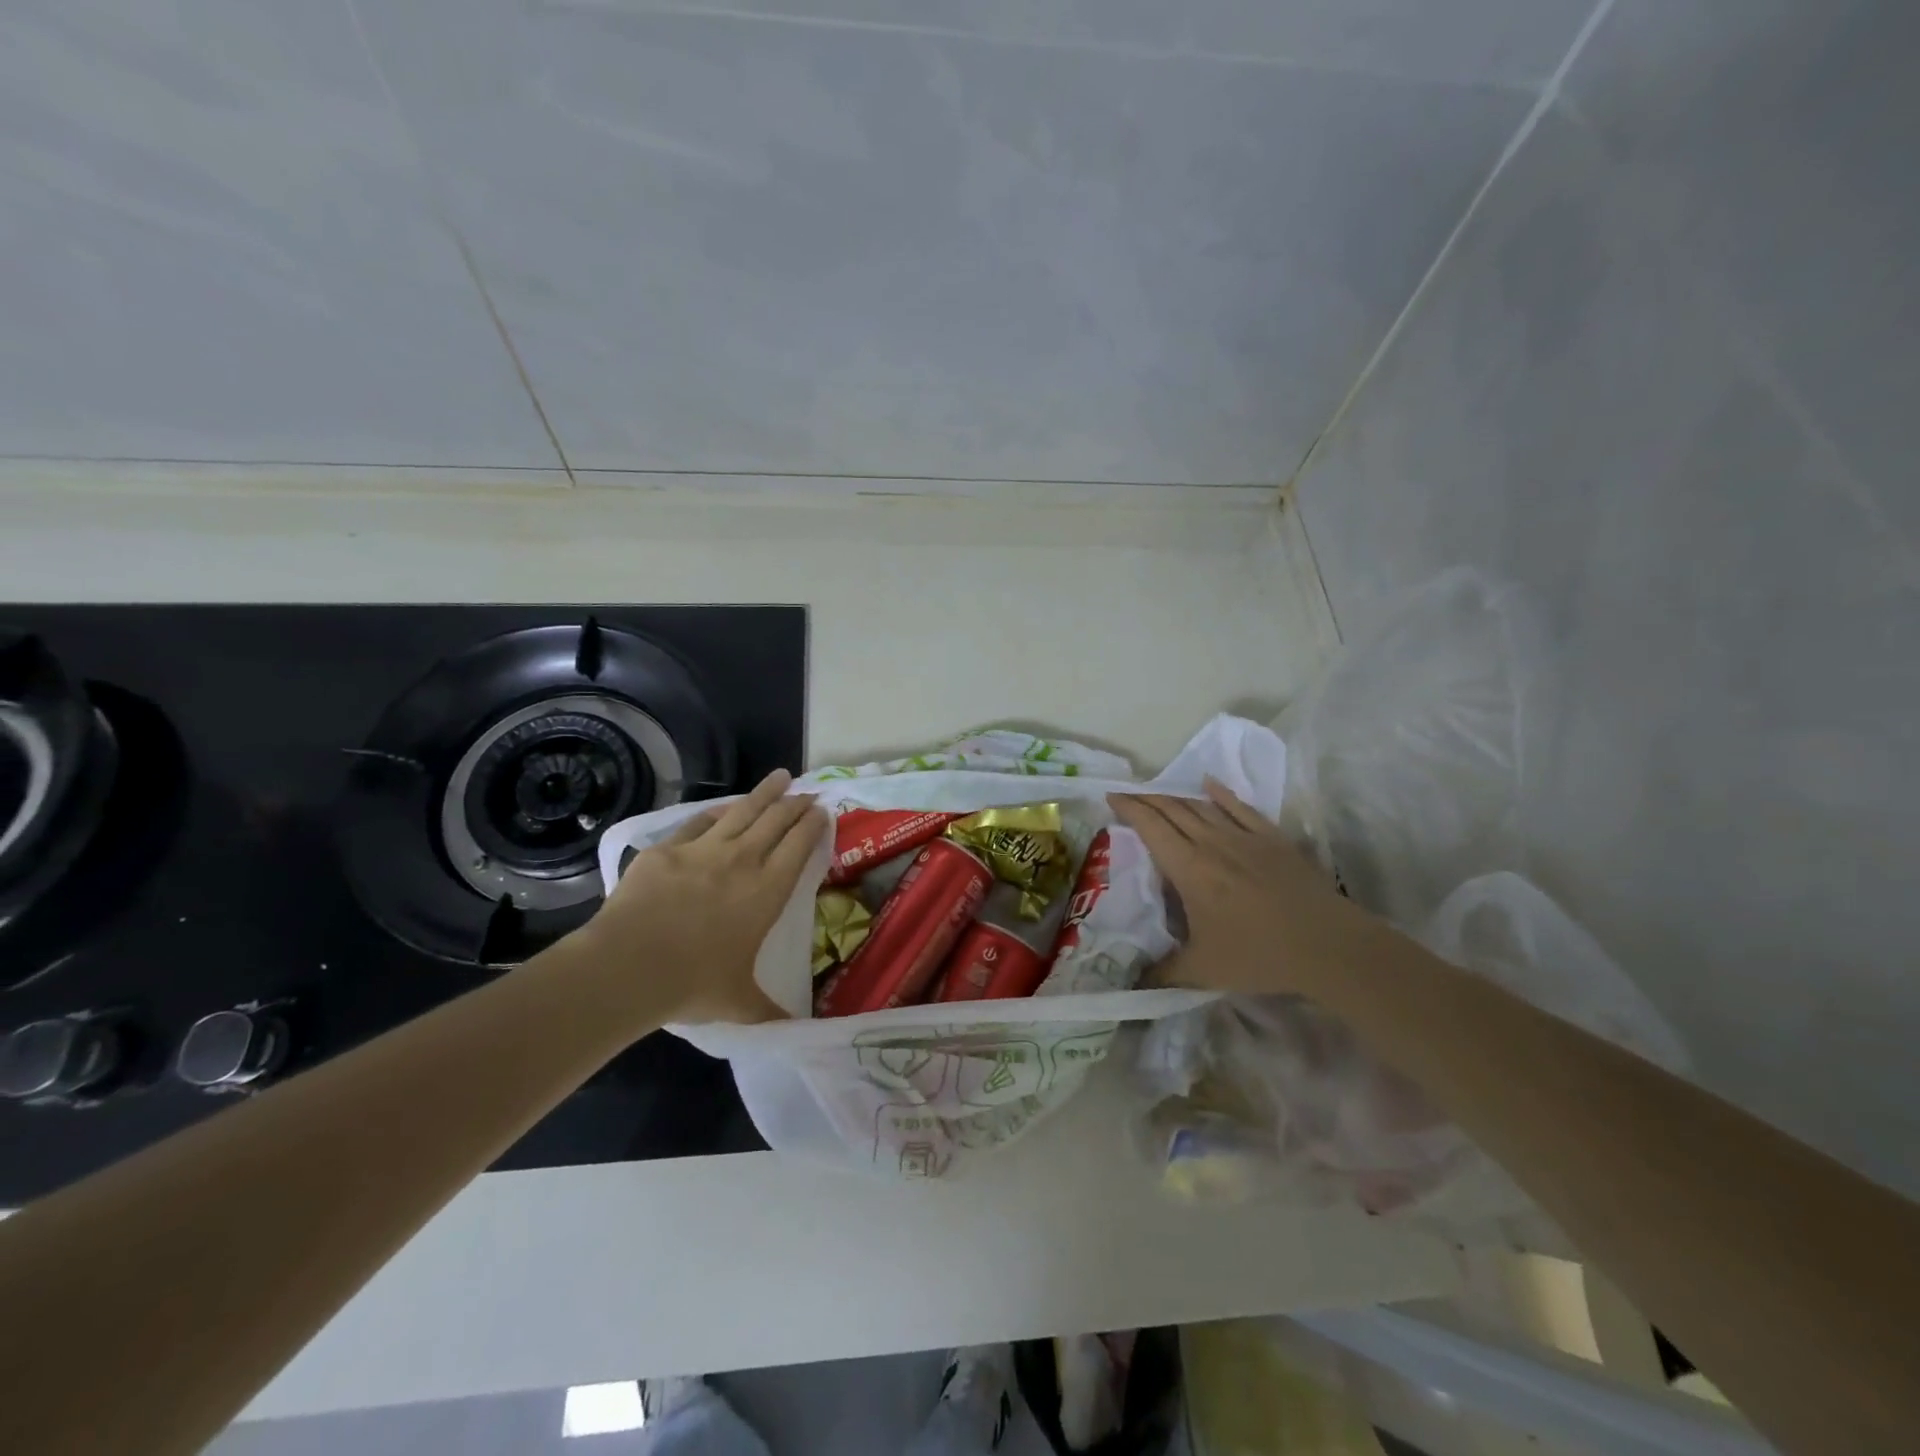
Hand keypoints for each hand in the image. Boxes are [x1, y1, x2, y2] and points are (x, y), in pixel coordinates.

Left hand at [572, 769, 827, 1023]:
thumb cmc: (692, 984)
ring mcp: (703, 850)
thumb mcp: (739, 1003)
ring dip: (765, 792)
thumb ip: (770, 1012)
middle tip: (807, 793)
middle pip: (776, 820)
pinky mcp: (667, 849)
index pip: (799, 846)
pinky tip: (725, 808)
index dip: (814, 825)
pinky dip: (718, 811)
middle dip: (796, 803)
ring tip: (780, 776)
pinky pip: (699, 821)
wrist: (628, 966)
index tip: (823, 811)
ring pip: (742, 811)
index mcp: (767, 891)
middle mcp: (742, 861)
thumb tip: (798, 1031)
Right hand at [1109, 778, 1377, 997]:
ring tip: (1159, 794)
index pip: (1151, 827)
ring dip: (1176, 797)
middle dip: (1146, 799)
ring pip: (1202, 806)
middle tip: (1127, 795)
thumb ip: (1164, 974)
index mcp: (1189, 868)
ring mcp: (1245, 837)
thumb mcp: (1203, 971)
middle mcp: (1212, 843)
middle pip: (1173, 809)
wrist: (1328, 946)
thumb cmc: (1259, 955)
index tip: (1111, 797)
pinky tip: (1210, 785)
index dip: (1129, 808)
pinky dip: (1221, 794)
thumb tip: (1134, 984)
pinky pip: (1241, 808)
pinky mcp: (1273, 839)